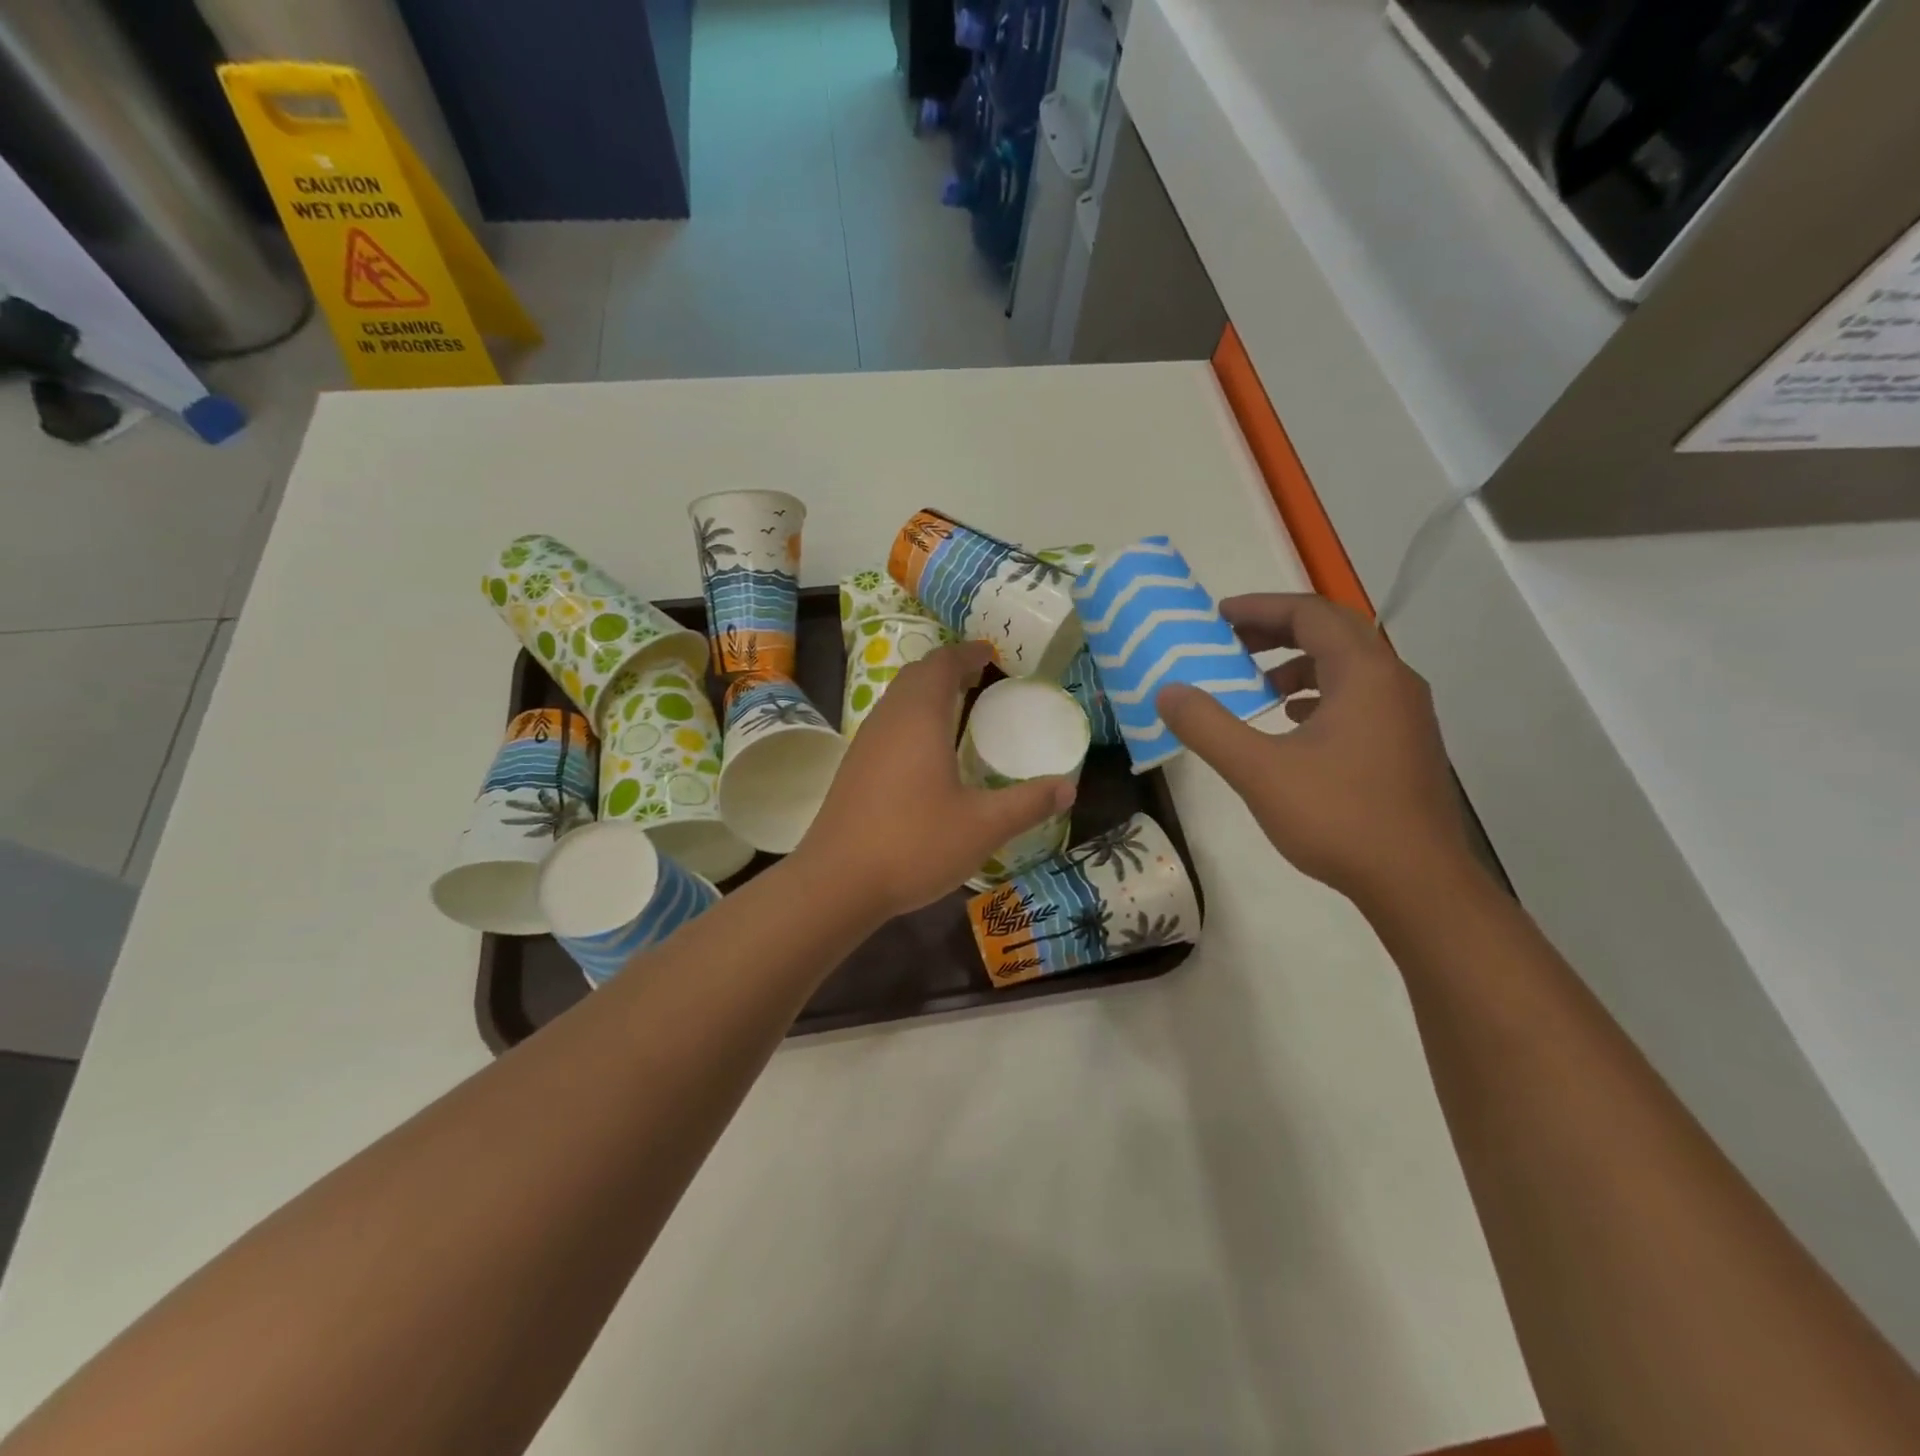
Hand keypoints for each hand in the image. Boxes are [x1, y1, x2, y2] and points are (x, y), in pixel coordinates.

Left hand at [798, 642, 1075, 918]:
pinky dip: (911, 718)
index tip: (992, 654)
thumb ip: (1027, 803)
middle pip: (916, 675)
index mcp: (919, 718)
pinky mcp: (853, 768)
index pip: (942, 664)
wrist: (837, 882)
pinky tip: (927, 752)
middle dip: (948, 668)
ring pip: (897, 699)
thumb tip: (1068, 787)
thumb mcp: (983, 827)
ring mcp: (865, 743)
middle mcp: (888, 720)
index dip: (967, 653)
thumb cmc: (914, 844)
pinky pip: (887, 724)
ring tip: (958, 708)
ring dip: (927, 693)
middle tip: (980, 677)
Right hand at [1156, 593, 1468, 905]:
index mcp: (1363, 673)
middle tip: (1231, 643)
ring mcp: (1405, 714)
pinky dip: (1320, 694)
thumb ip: (1208, 727)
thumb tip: (1168, 692)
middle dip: (1277, 631)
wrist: (1418, 883)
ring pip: (1348, 666)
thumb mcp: (1259, 770)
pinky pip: (1358, 697)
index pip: (1309, 614)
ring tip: (1257, 685)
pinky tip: (1293, 723)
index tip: (1217, 617)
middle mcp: (1392, 681)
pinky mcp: (1405, 744)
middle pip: (1332, 632)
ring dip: (1299, 664)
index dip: (1260, 608)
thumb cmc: (1338, 818)